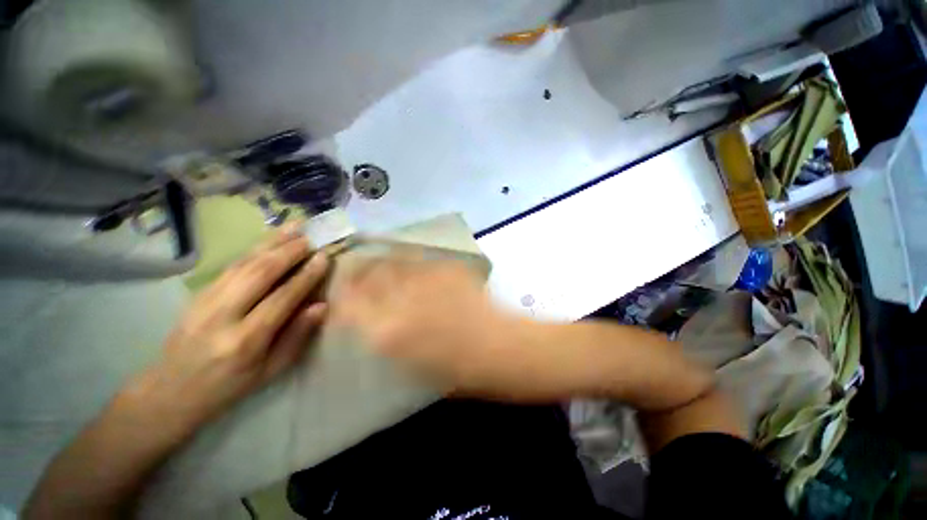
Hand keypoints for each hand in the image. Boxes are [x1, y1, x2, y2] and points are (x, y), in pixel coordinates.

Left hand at [133, 223, 329, 434]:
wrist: (171, 391)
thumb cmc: (229, 386)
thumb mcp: (271, 371)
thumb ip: (297, 336)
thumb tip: (321, 305)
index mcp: (245, 341)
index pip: (281, 299)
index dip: (305, 276)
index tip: (324, 257)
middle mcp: (222, 316)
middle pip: (258, 273)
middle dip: (288, 251)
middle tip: (312, 237)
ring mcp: (205, 301)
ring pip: (243, 263)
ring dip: (272, 243)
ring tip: (294, 228)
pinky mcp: (198, 294)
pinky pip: (231, 265)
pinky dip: (254, 249)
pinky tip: (269, 239)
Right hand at [331, 258, 566, 401]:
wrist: (504, 349)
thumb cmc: (461, 371)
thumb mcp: (416, 367)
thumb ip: (390, 340)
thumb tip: (375, 322)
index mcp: (390, 333)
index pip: (349, 306)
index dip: (342, 296)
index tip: (341, 292)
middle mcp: (401, 301)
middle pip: (367, 276)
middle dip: (357, 272)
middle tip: (355, 269)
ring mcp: (425, 280)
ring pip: (392, 262)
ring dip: (381, 261)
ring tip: (377, 261)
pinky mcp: (447, 269)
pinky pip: (419, 259)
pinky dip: (408, 259)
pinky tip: (407, 262)